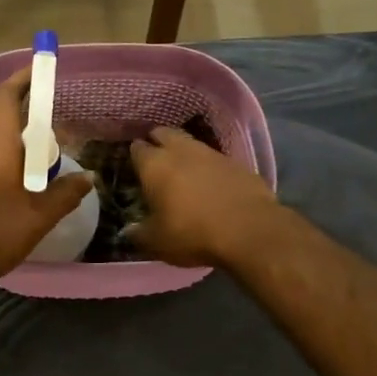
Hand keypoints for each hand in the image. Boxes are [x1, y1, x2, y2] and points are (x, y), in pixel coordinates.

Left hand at [0, 67, 93, 289]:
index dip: (23, 79)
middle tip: (47, 158)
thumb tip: (86, 178)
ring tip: (26, 183)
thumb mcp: (38, 218)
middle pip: (1, 124)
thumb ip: (65, 194)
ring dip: (7, 154)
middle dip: (25, 133)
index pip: (7, 96)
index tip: (38, 69)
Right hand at [127, 126, 280, 267]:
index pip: (137, 148)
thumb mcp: (157, 242)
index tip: (134, 166)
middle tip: (156, 159)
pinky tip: (210, 181)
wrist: (249, 230)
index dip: (134, 155)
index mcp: (154, 165)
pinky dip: (208, 165)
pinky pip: (214, 158)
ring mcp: (211, 153)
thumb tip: (128, 232)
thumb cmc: (192, 233)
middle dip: (157, 141)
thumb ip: (138, 234)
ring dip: (183, 151)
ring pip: (190, 142)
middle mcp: (180, 150)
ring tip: (182, 168)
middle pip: (163, 133)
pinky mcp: (236, 162)